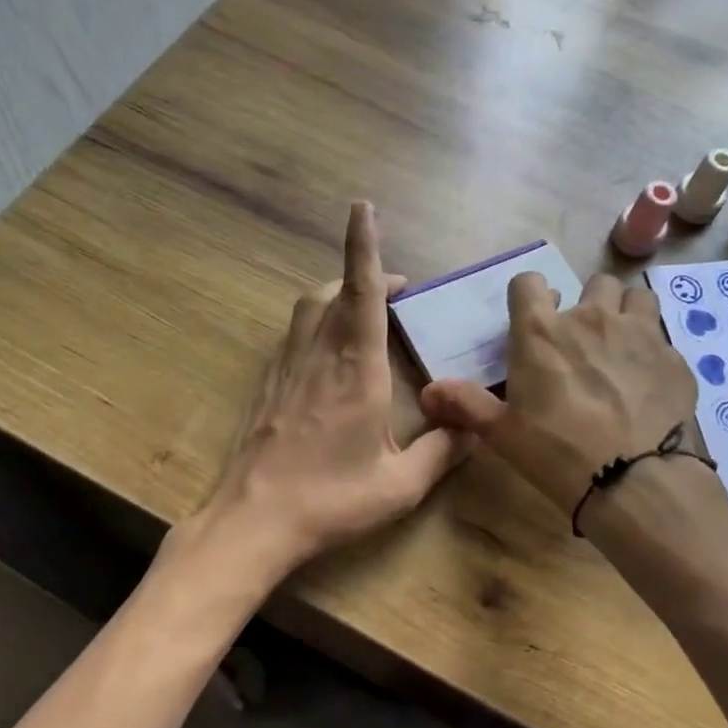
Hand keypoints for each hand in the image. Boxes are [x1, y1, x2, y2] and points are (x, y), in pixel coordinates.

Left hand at [194, 202, 473, 579]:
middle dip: (365, 274)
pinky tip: (330, 351)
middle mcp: (318, 356)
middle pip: (334, 292)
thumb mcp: (400, 486)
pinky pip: (294, 334)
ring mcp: (287, 368)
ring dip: (337, 294)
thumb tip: (473, 428)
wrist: (253, 521)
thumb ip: (443, 452)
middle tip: (398, 290)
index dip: (363, 247)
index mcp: (356, 371)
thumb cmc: (331, 501)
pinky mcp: (268, 384)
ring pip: (308, 308)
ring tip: (364, 311)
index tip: (362, 207)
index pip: (362, 293)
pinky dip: (317, 322)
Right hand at [421, 271, 698, 519]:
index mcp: (542, 332)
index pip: (528, 283)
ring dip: (625, 314)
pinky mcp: (674, 358)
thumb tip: (428, 391)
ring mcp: (639, 333)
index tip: (532, 318)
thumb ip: (466, 404)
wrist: (633, 480)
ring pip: (635, 298)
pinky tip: (648, 383)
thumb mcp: (502, 433)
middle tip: (582, 342)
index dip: (528, 296)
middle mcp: (591, 318)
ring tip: (620, 347)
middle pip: (593, 283)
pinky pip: (662, 338)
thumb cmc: (556, 452)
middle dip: (587, 305)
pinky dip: (653, 352)